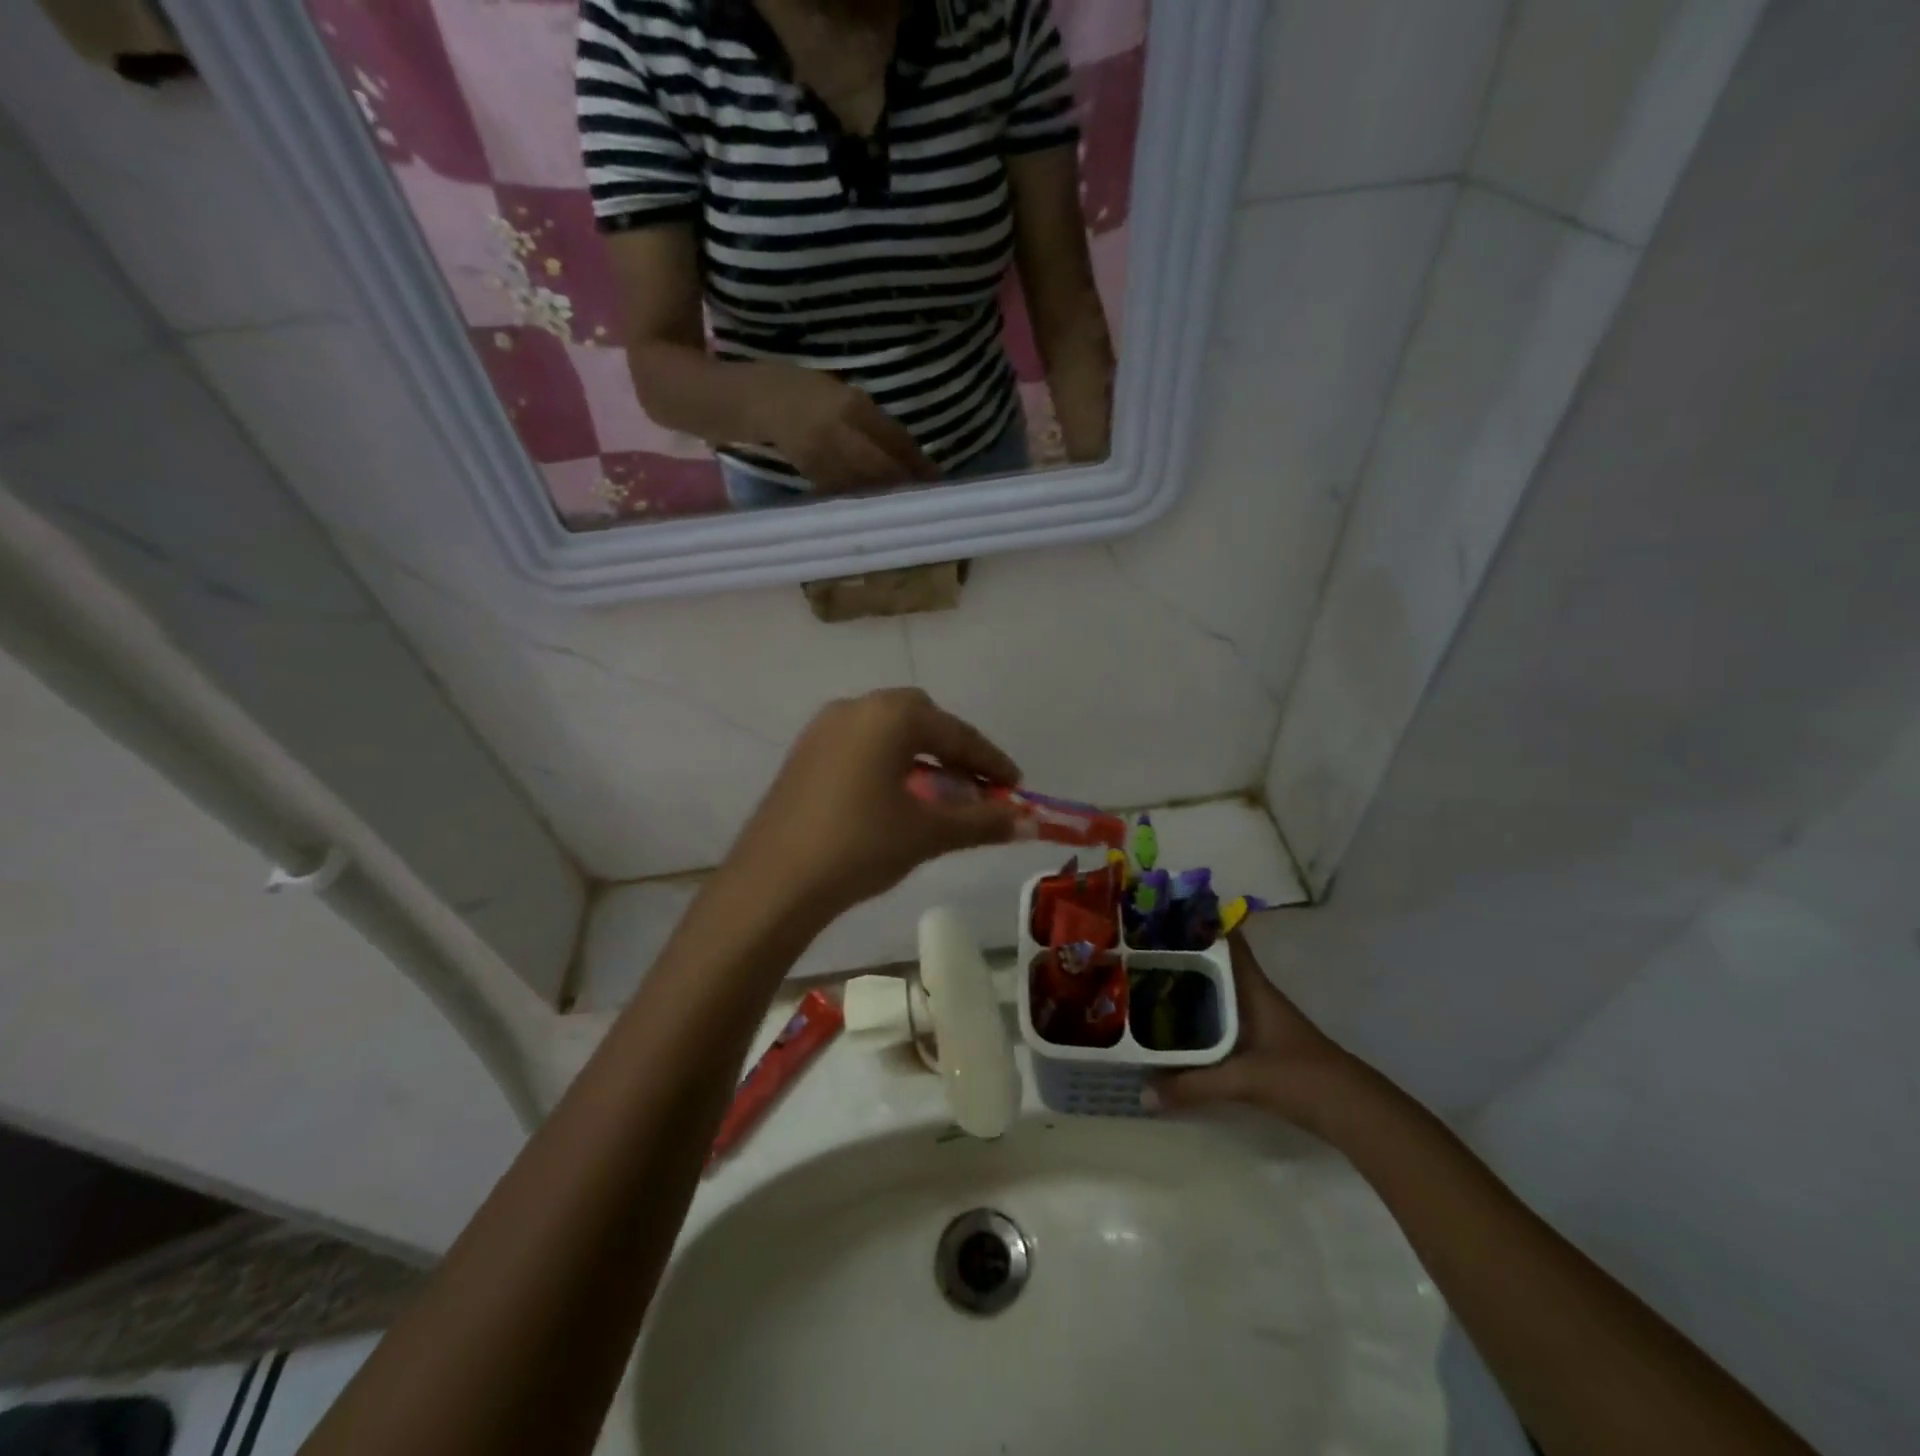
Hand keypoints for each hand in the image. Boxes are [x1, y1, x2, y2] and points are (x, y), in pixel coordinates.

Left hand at [726, 689, 1022, 926]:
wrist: (774, 882)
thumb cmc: (860, 846)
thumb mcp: (928, 833)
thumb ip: (981, 822)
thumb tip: (1028, 822)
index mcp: (890, 715)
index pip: (956, 733)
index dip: (990, 761)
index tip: (1016, 786)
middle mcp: (856, 708)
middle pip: (921, 719)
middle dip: (954, 750)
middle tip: (976, 786)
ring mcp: (824, 729)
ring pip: (888, 732)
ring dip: (921, 756)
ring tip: (941, 794)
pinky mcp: (805, 754)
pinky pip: (860, 746)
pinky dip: (888, 763)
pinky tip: (896, 797)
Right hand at [756, 366, 939, 492]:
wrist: (765, 402)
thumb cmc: (813, 392)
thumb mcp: (850, 395)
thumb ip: (879, 424)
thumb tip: (914, 457)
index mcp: (852, 406)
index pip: (894, 440)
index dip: (917, 462)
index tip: (937, 477)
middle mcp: (838, 433)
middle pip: (883, 468)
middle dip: (906, 484)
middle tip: (926, 498)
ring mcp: (823, 457)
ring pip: (865, 485)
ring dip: (888, 497)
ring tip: (906, 505)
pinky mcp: (813, 476)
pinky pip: (845, 493)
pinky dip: (864, 500)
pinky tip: (877, 506)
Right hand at [1153, 935, 1362, 1130]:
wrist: (1353, 1111)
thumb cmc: (1301, 1077)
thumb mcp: (1243, 1080)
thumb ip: (1193, 1086)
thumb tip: (1143, 1093)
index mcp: (1253, 988)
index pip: (1228, 941)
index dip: (1200, 922)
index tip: (1164, 912)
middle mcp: (1254, 995)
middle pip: (1215, 964)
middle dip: (1182, 954)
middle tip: (1139, 947)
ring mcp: (1259, 1018)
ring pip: (1217, 991)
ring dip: (1189, 985)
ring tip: (1147, 980)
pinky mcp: (1260, 1042)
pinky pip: (1220, 1017)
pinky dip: (1199, 1015)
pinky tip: (1176, 1025)